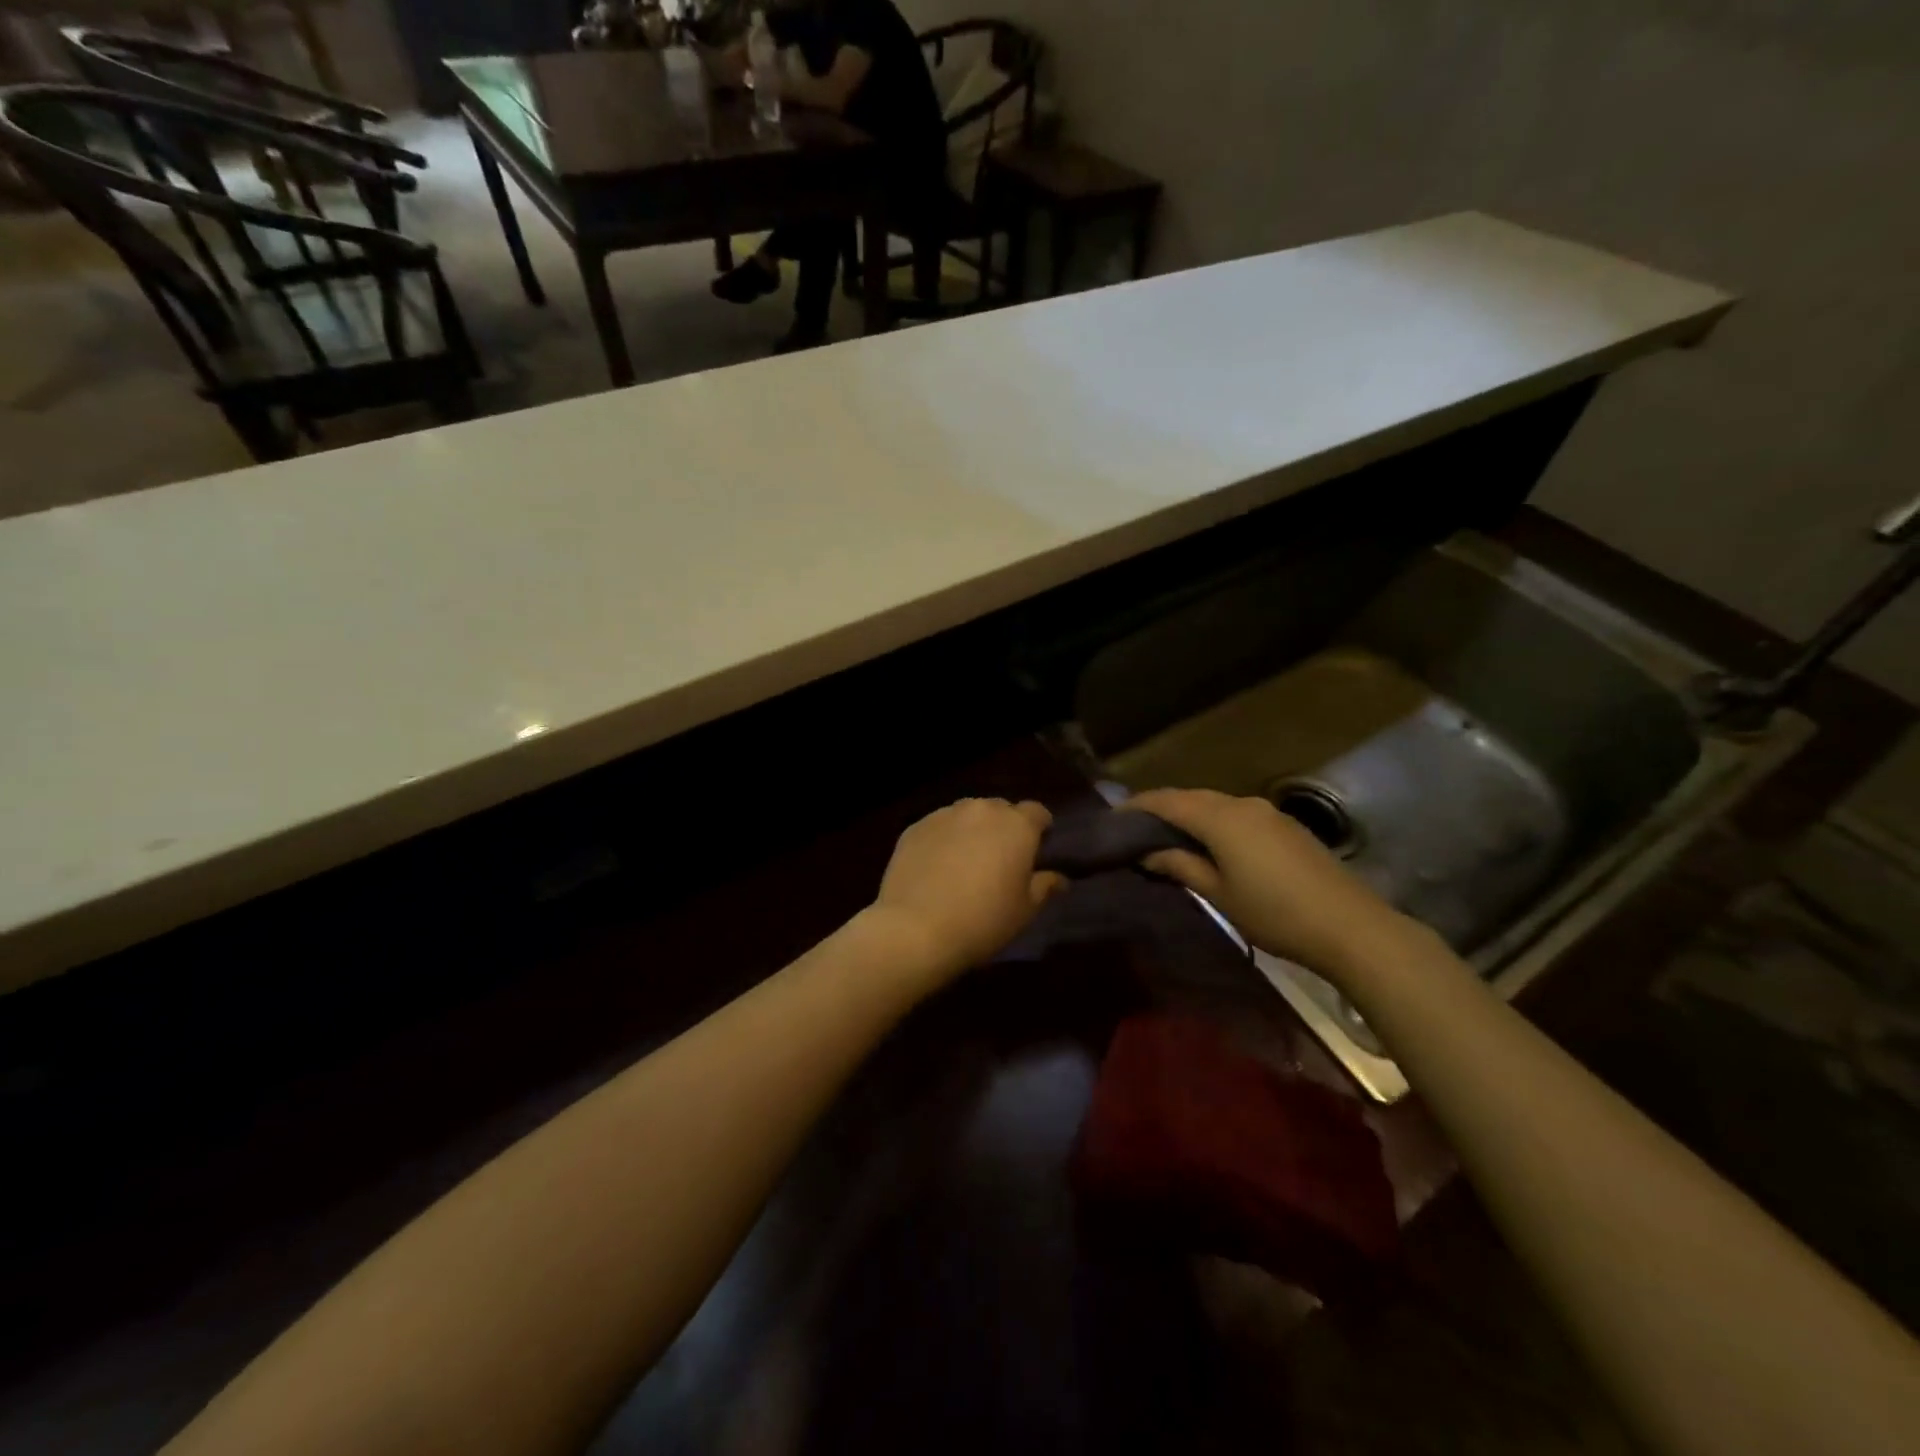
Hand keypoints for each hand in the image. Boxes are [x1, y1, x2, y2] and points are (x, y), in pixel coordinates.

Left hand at [867, 798, 1067, 984]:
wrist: (916, 928)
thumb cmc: (983, 920)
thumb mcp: (1024, 910)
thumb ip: (1044, 886)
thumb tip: (1060, 879)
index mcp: (1016, 825)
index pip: (1037, 812)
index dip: (1040, 828)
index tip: (1037, 849)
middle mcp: (982, 810)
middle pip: (1000, 809)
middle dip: (1004, 827)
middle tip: (1001, 859)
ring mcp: (944, 815)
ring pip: (967, 814)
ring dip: (973, 830)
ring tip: (966, 861)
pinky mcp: (915, 827)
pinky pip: (938, 827)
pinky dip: (943, 839)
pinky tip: (937, 867)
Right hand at [1126, 788, 1419, 979]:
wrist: (1352, 927)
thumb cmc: (1275, 913)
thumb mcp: (1219, 894)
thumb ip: (1180, 866)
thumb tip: (1147, 853)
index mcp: (1221, 818)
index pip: (1168, 801)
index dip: (1138, 805)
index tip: (1113, 816)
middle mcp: (1242, 804)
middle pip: (1192, 798)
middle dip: (1162, 809)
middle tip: (1136, 830)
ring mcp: (1268, 813)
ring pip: (1216, 805)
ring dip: (1190, 816)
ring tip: (1168, 838)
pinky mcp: (1286, 827)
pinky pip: (1237, 815)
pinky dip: (1214, 823)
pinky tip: (1210, 845)